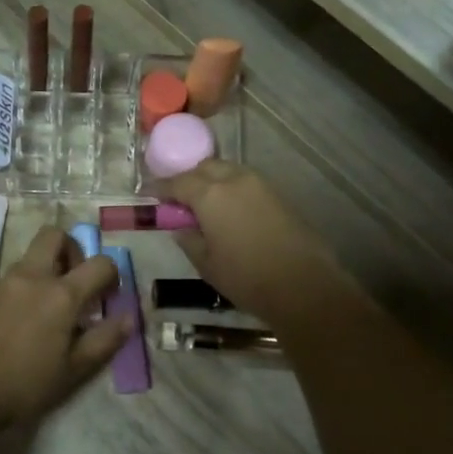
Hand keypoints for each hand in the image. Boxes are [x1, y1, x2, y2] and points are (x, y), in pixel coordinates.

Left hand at [0, 227, 127, 427]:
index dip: (112, 276)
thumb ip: (105, 340)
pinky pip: (18, 272)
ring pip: (33, 252)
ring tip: (55, 304)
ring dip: (51, 265)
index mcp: (61, 294)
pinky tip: (32, 316)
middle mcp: (35, 277)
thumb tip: (129, 318)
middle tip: (78, 282)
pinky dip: (32, 280)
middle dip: (73, 249)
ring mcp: (8, 281)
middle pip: (55, 235)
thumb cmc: (27, 382)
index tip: (108, 298)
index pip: (100, 263)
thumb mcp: (75, 368)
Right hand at [156, 161, 353, 325]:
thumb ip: (189, 240)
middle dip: (188, 179)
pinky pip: (246, 183)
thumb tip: (180, 227)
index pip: (177, 182)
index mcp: (210, 194)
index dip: (160, 188)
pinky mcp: (278, 195)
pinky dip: (231, 190)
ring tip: (204, 205)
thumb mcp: (206, 264)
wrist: (304, 285)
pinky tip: (229, 211)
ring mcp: (260, 185)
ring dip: (211, 181)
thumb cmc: (246, 278)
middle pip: (204, 168)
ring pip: (227, 171)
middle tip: (178, 200)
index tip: (148, 195)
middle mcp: (234, 180)